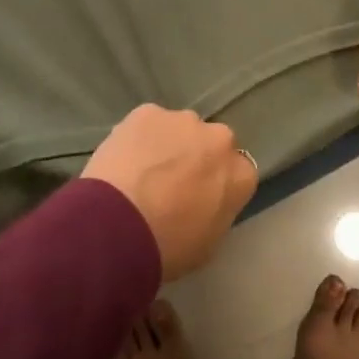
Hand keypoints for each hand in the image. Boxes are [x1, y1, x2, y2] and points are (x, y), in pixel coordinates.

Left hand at [83, 106, 256, 280]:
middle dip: (196, 157)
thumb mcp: (208, 243)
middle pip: (211, 143)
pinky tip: (122, 160)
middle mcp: (219, 139)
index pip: (237, 173)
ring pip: (179, 129)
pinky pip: (148, 123)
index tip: (199, 198)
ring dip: (167, 144)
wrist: (118, 226)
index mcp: (240, 174)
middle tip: (170, 183)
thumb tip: (205, 201)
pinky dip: (139, 137)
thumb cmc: (168, 247)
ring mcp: (183, 120)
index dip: (217, 184)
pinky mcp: (148, 111)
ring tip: (141, 172)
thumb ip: (216, 212)